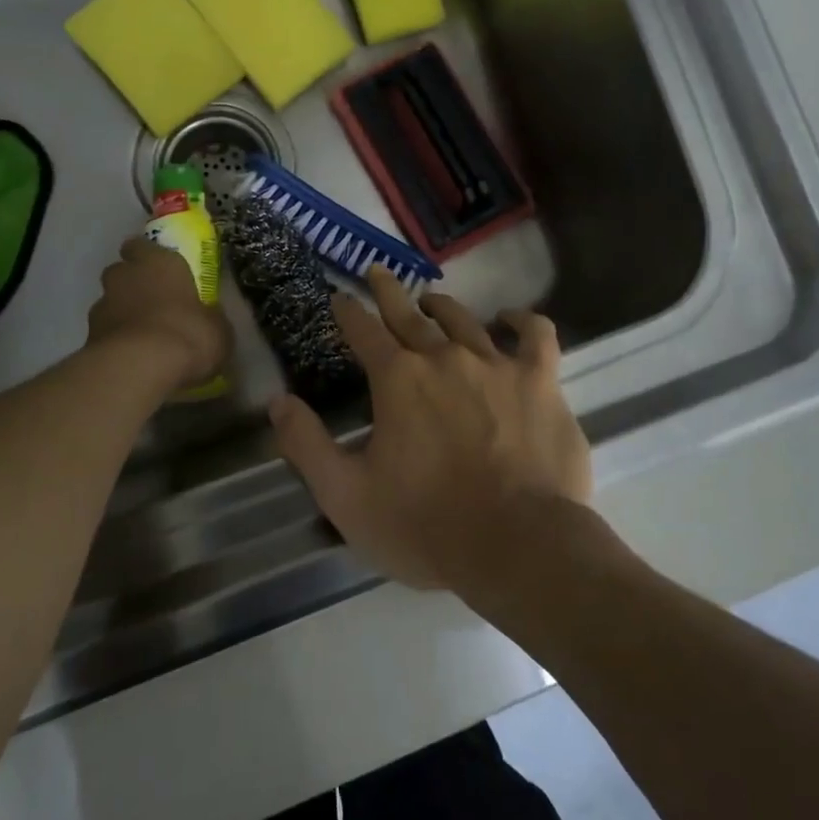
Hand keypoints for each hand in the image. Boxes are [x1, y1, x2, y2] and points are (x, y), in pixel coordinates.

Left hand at [87, 238, 228, 389]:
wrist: (138, 369)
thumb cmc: (186, 334)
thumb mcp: (217, 328)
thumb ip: (209, 317)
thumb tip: (208, 317)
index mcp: (159, 262)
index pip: (142, 245)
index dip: (148, 256)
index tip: (159, 268)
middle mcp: (125, 277)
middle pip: (122, 272)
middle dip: (133, 285)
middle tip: (154, 304)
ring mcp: (101, 307)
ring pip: (110, 304)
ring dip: (122, 315)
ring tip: (142, 339)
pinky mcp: (87, 338)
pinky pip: (104, 335)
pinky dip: (115, 343)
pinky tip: (132, 360)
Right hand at [269, 268, 592, 594]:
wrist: (517, 546)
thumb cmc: (425, 527)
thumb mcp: (346, 496)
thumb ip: (307, 445)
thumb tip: (278, 401)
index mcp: (397, 380)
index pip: (363, 331)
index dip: (347, 312)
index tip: (339, 299)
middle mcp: (444, 357)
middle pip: (410, 314)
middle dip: (388, 291)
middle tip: (377, 272)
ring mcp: (496, 364)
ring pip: (464, 319)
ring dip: (441, 305)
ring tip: (430, 301)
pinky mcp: (540, 380)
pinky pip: (535, 334)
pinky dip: (521, 320)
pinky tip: (511, 319)